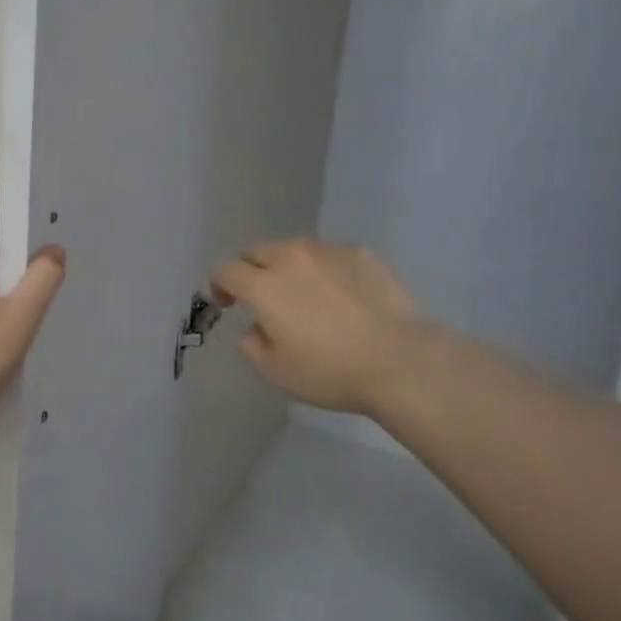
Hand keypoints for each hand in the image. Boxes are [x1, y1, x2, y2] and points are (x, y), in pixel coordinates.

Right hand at [210, 238, 421, 414]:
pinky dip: (324, 268)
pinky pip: (329, 253)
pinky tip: (341, 293)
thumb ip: (253, 344)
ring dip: (288, 265)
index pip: (226, 270)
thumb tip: (257, 328)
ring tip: (306, 292)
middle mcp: (291, 258)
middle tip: (263, 296)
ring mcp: (328, 251)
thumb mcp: (277, 371)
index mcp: (264, 286)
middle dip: (252, 270)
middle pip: (256, 250)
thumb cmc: (331, 371)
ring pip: (294, 248)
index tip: (229, 304)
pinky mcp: (360, 252)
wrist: (400, 359)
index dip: (220, 285)